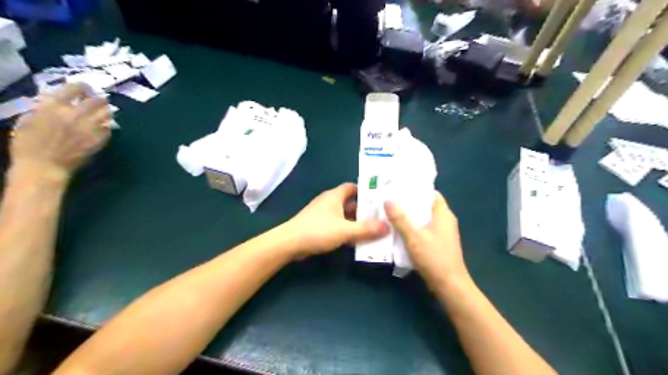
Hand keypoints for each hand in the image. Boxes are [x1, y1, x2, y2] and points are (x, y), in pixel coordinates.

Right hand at [8, 83, 110, 184]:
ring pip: (107, 113)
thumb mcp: (28, 119)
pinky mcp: (99, 140)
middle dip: (98, 98)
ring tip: (101, 112)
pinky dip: (106, 126)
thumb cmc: (28, 144)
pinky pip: (109, 129)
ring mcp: (91, 128)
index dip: (82, 86)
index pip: (75, 88)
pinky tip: (101, 127)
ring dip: (105, 111)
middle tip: (96, 100)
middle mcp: (76, 114)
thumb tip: (56, 99)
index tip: (84, 87)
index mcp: (55, 106)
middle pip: (98, 100)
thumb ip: (45, 107)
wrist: (44, 166)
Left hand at [287, 184, 392, 258]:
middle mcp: (330, 202)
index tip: (381, 198)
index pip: (354, 187)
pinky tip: (358, 239)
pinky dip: (348, 229)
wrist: (289, 243)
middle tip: (383, 216)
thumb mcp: (345, 230)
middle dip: (365, 209)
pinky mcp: (320, 225)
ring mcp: (323, 214)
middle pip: (351, 202)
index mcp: (335, 196)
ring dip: (357, 221)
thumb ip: (367, 229)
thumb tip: (388, 226)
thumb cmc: (318, 231)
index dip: (367, 191)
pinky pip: (339, 224)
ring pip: (345, 215)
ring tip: (375, 228)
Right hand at [386, 192, 468, 288]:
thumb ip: (400, 219)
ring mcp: (442, 233)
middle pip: (425, 206)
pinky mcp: (438, 244)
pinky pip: (423, 230)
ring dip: (409, 217)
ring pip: (423, 219)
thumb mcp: (414, 237)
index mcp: (443, 214)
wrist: (449, 285)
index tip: (399, 187)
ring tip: (390, 212)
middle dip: (408, 203)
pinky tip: (398, 230)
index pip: (431, 193)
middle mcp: (445, 221)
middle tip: (389, 199)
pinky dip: (412, 228)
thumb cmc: (434, 257)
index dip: (416, 189)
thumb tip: (387, 199)